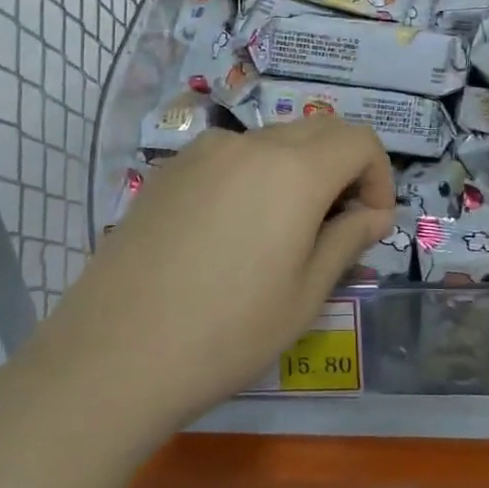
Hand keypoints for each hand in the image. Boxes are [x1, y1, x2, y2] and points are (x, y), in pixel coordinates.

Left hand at [16, 122, 393, 451]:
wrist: (110, 356)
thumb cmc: (226, 333)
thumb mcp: (304, 296)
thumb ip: (347, 240)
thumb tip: (373, 214)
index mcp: (294, 169)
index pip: (360, 139)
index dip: (378, 176)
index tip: (369, 225)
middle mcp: (250, 143)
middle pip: (319, 131)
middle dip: (342, 169)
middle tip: (334, 227)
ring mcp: (203, 151)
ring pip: (274, 141)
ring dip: (298, 171)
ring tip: (281, 233)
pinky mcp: (169, 169)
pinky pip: (230, 157)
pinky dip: (253, 177)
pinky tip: (229, 234)